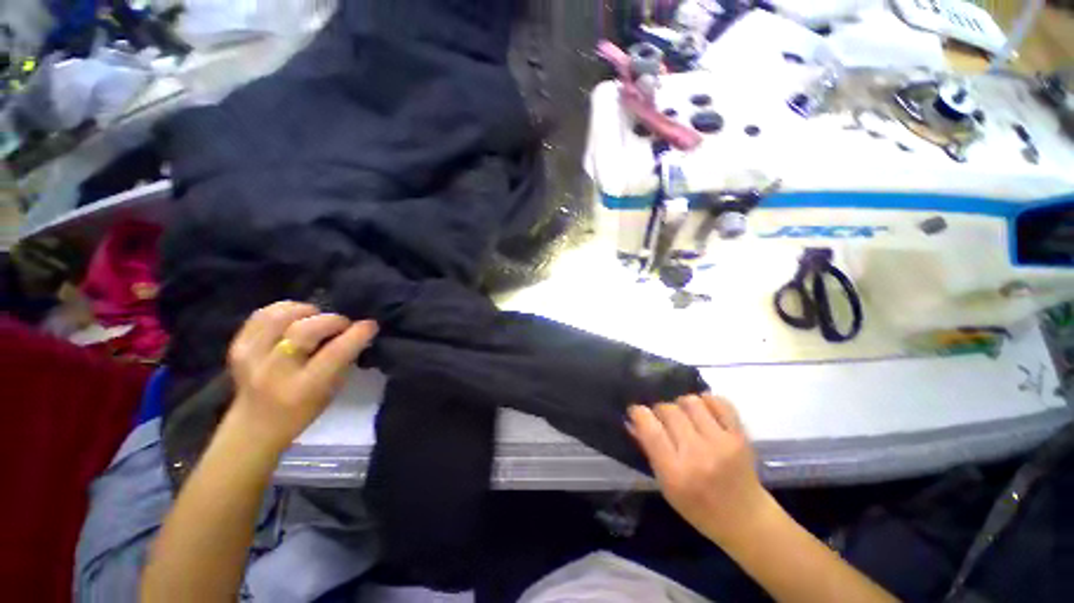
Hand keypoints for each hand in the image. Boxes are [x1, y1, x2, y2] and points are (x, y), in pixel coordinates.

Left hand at [226, 301, 377, 453]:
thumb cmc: (302, 412)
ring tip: (316, 318)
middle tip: (342, 325)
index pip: (335, 352)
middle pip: (305, 329)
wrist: (254, 427)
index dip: (357, 334)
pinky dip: (283, 310)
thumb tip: (356, 332)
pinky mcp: (237, 347)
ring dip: (306, 312)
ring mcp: (250, 357)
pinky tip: (294, 318)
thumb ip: (343, 360)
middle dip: (332, 320)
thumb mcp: (332, 391)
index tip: (370, 325)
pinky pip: (261, 315)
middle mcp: (274, 370)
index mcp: (303, 387)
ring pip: (281, 316)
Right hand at [628, 394, 775, 546]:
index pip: (650, 429)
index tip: (636, 411)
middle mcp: (697, 455)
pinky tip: (703, 411)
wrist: (746, 519)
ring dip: (681, 404)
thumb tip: (632, 421)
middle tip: (662, 419)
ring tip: (684, 415)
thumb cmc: (698, 507)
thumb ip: (649, 451)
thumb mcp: (666, 486)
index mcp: (675, 473)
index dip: (638, 413)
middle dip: (659, 410)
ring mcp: (721, 443)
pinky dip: (707, 401)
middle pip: (668, 410)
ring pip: (690, 401)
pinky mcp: (740, 436)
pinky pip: (719, 402)